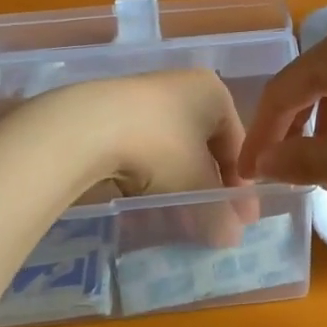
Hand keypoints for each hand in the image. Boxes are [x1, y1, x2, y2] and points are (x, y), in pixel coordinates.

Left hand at [24, 70, 252, 243]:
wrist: (85, 128)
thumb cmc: (160, 147)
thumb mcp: (196, 185)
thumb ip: (219, 213)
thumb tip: (232, 238)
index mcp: (213, 93)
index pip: (237, 144)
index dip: (240, 186)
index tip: (242, 220)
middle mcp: (182, 87)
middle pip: (204, 148)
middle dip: (208, 189)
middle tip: (212, 224)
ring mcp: (144, 98)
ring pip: (172, 152)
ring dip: (179, 187)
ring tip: (177, 221)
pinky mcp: (112, 113)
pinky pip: (144, 151)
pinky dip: (150, 179)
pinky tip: (145, 206)